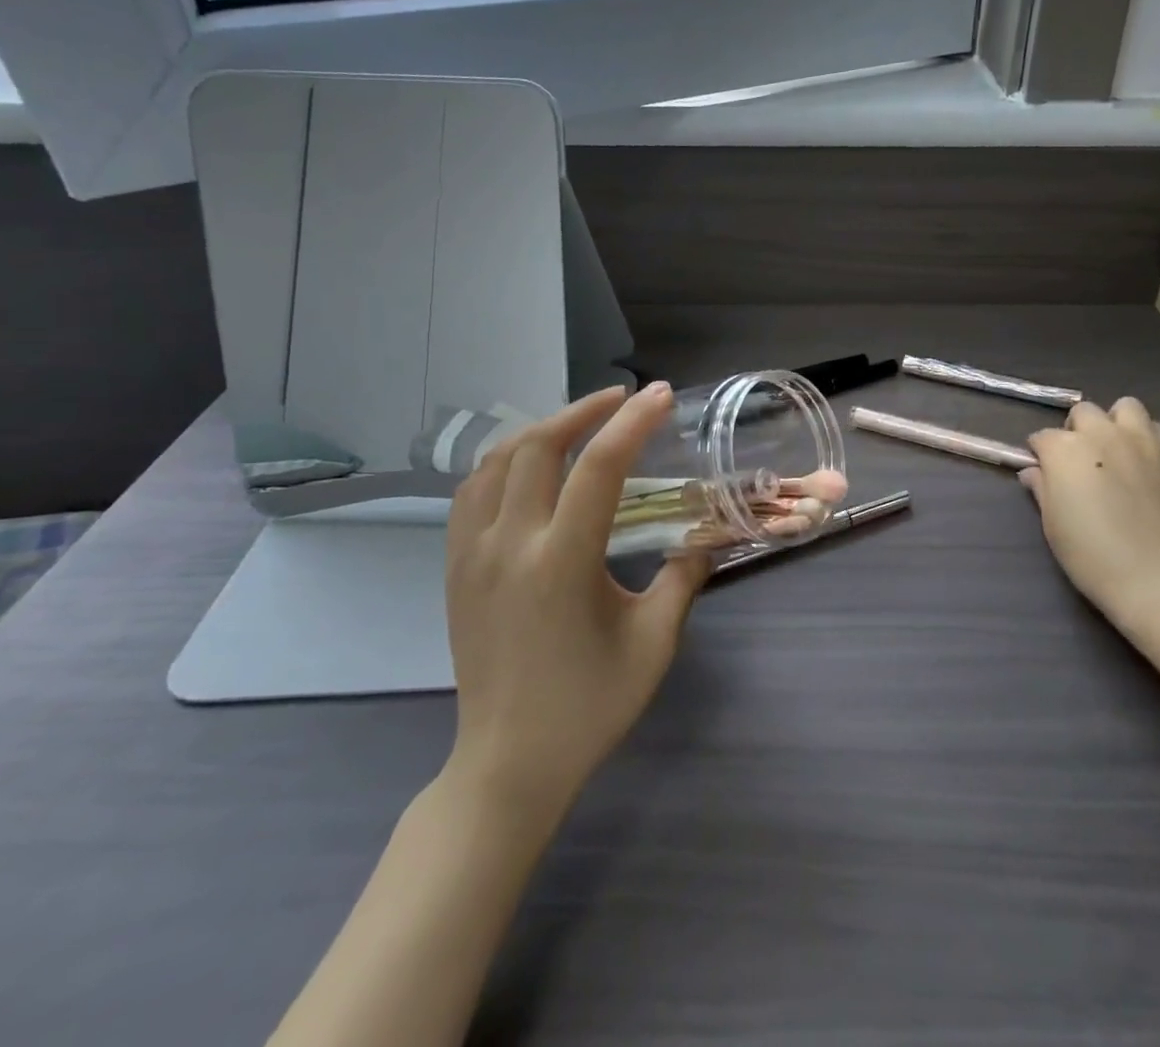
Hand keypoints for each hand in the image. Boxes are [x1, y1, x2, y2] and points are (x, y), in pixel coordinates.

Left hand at [439, 382, 710, 821]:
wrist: (508, 764)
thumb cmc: (589, 706)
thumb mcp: (654, 643)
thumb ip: (683, 578)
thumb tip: (705, 536)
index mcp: (561, 562)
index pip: (599, 468)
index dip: (633, 423)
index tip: (660, 395)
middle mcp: (509, 545)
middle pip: (538, 446)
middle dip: (583, 411)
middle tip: (622, 399)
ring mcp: (471, 555)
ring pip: (497, 461)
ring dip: (542, 429)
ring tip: (580, 422)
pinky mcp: (454, 568)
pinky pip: (472, 492)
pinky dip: (505, 461)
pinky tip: (531, 465)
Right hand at [1020, 398, 1159, 627]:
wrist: (1152, 575)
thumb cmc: (1089, 553)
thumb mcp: (1052, 523)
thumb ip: (1042, 488)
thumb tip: (1033, 472)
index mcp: (1065, 449)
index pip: (1042, 437)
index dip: (1040, 453)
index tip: (1043, 470)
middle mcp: (1102, 433)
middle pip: (1083, 412)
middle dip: (1076, 430)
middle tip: (1080, 458)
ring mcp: (1141, 440)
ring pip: (1125, 407)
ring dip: (1115, 422)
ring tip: (1116, 449)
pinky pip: (1157, 430)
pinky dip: (1146, 438)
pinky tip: (1144, 462)